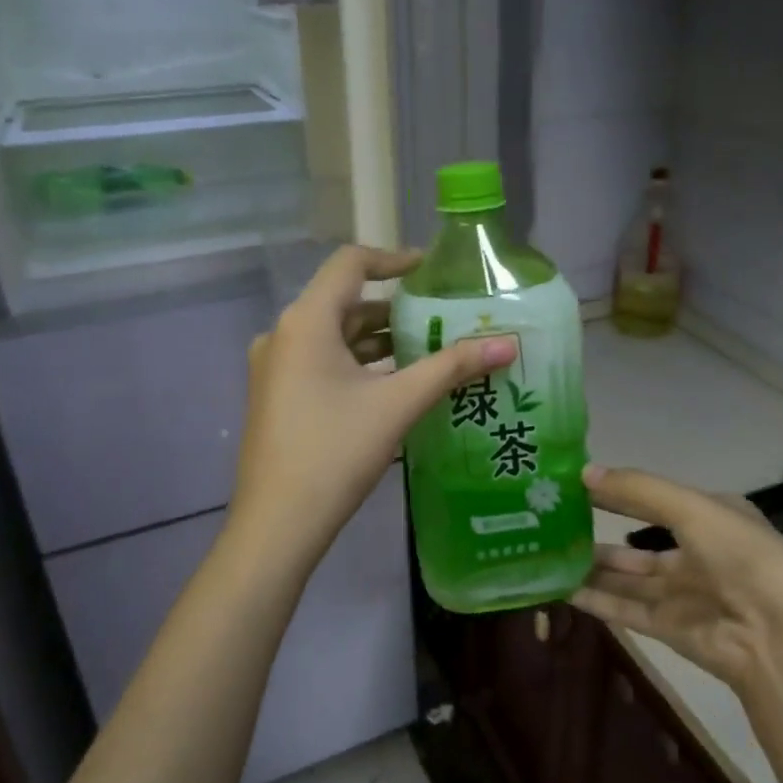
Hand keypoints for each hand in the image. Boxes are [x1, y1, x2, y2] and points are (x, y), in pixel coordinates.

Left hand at [229, 245, 516, 563]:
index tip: (433, 270)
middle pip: (345, 302)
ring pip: (335, 336)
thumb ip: (451, 368)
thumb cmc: (335, 451)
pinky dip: (360, 364)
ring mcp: (275, 367)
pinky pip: (323, 363)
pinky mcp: (278, 396)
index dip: (395, 258)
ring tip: (429, 351)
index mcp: (306, 321)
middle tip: (443, 318)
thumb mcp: (398, 404)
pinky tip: (395, 385)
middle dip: (395, 308)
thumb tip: (507, 345)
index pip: (351, 263)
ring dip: (380, 340)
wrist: (278, 524)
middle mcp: (284, 334)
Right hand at [574, 465, 782, 692]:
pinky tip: (561, 587)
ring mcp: (682, 593)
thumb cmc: (742, 557)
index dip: (618, 491)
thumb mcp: (692, 508)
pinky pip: (624, 607)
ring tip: (547, 553)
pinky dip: (594, 598)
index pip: (655, 498)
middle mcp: (697, 553)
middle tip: (552, 521)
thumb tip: (583, 472)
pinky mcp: (669, 628)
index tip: (575, 484)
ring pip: (626, 576)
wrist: (778, 639)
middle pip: (637, 541)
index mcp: (712, 517)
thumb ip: (638, 490)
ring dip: (590, 566)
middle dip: (599, 530)